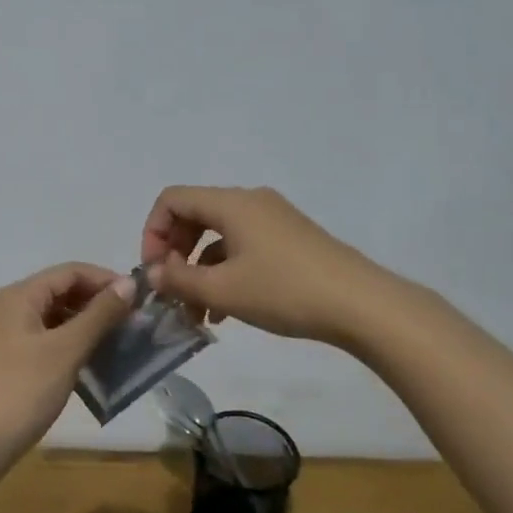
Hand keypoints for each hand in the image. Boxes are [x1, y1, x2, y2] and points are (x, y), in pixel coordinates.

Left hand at [0, 263, 136, 475]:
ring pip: (56, 316)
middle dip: (98, 302)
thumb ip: (99, 314)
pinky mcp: (12, 360)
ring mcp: (9, 335)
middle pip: (62, 291)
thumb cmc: (23, 390)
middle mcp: (11, 307)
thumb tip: (129, 283)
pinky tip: (94, 360)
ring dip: (88, 324)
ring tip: (119, 340)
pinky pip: (49, 339)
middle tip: (133, 322)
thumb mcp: (66, 349)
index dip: (106, 279)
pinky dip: (73, 343)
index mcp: (20, 296)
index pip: (70, 272)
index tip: (139, 298)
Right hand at [140, 186, 384, 343]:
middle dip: (174, 253)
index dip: (153, 232)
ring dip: (199, 270)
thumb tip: (152, 274)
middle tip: (172, 291)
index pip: (172, 199)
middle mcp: (251, 202)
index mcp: (231, 203)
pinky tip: (225, 311)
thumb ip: (179, 280)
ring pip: (219, 236)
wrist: (360, 304)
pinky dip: (225, 272)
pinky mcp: (290, 239)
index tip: (155, 271)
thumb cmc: (284, 291)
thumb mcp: (223, 290)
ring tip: (197, 312)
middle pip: (194, 215)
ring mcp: (274, 219)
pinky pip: (243, 247)